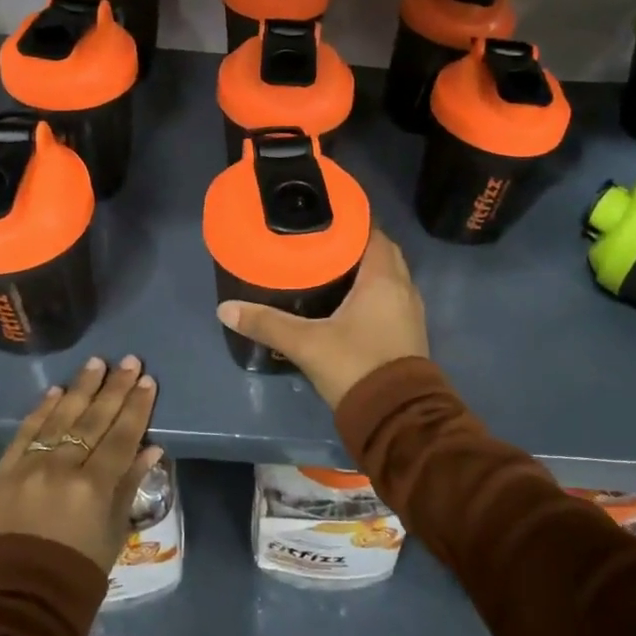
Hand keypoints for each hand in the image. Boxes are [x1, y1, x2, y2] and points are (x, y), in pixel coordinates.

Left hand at [0, 356, 163, 573]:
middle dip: (115, 388)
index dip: (137, 407)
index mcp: (94, 487)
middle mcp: (63, 468)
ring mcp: (29, 468)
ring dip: (80, 388)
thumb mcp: (113, 534)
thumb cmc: (76, 575)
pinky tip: (55, 391)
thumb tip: (150, 449)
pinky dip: (41, 410)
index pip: (122, 435)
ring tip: (96, 363)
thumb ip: (129, 486)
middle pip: (94, 419)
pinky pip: (25, 433)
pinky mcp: (3, 474)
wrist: (15, 604)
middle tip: (130, 361)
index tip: (148, 381)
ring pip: (60, 418)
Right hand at [216, 228, 428, 410]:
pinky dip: (372, 290)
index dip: (351, 221)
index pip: (373, 232)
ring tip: (330, 266)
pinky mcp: (409, 332)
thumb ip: (267, 323)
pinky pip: (390, 297)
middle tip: (320, 241)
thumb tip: (225, 309)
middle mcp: (403, 287)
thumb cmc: (356, 366)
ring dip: (365, 269)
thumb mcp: (306, 344)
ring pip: (388, 276)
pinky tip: (347, 300)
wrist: (397, 418)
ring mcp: (409, 311)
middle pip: (380, 252)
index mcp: (383, 278)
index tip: (323, 216)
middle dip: (354, 244)